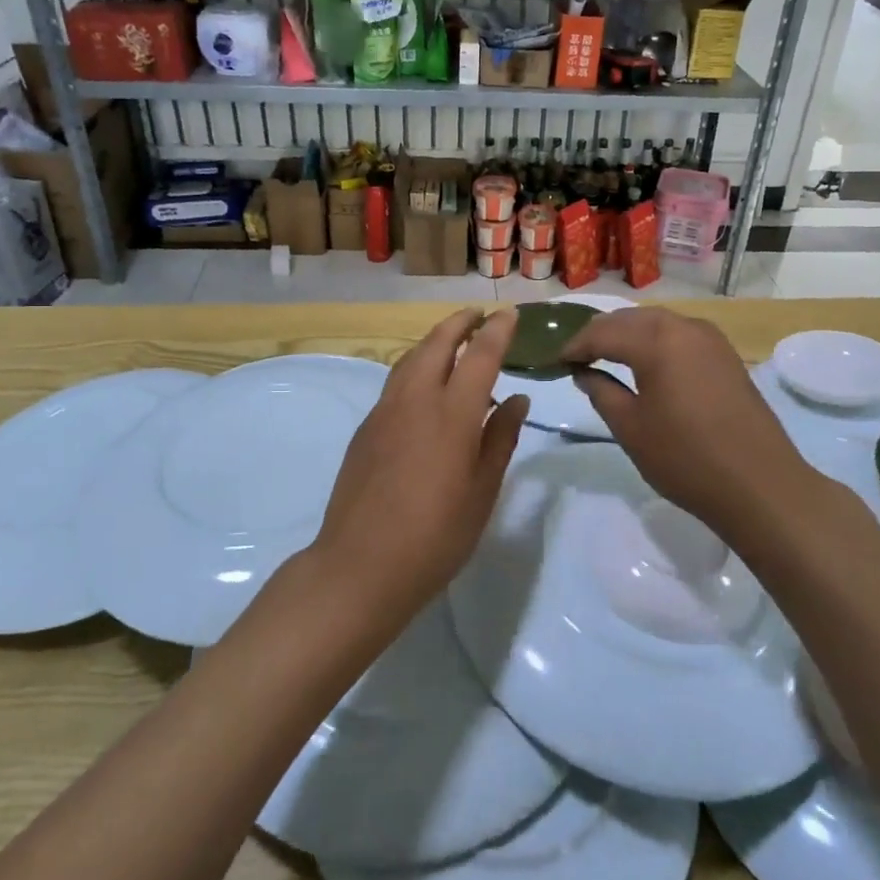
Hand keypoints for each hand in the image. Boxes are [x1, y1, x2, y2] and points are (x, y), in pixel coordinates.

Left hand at [309, 309, 528, 623]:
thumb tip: (518, 399)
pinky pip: (395, 383)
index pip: (480, 355)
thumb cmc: (436, 535)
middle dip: (459, 322)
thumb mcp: (482, 491)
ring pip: (410, 359)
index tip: (509, 314)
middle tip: (478, 315)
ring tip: (452, 342)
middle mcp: (416, 400)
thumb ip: (501, 438)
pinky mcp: (365, 429)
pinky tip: (425, 387)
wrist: (361, 565)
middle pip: (437, 343)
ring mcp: (384, 412)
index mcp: (452, 414)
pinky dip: (416, 368)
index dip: (497, 330)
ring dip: (434, 341)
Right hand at [561, 308, 819, 536]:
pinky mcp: (725, 355)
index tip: (556, 361)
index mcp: (656, 340)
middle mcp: (684, 327)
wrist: (760, 485)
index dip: (575, 346)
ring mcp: (710, 338)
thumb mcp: (630, 428)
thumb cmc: (685, 458)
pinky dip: (654, 341)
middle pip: (630, 319)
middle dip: (600, 334)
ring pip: (656, 323)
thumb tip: (584, 372)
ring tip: (605, 357)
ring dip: (627, 334)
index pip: (602, 333)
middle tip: (577, 357)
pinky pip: (679, 334)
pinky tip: (645, 363)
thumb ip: (601, 391)